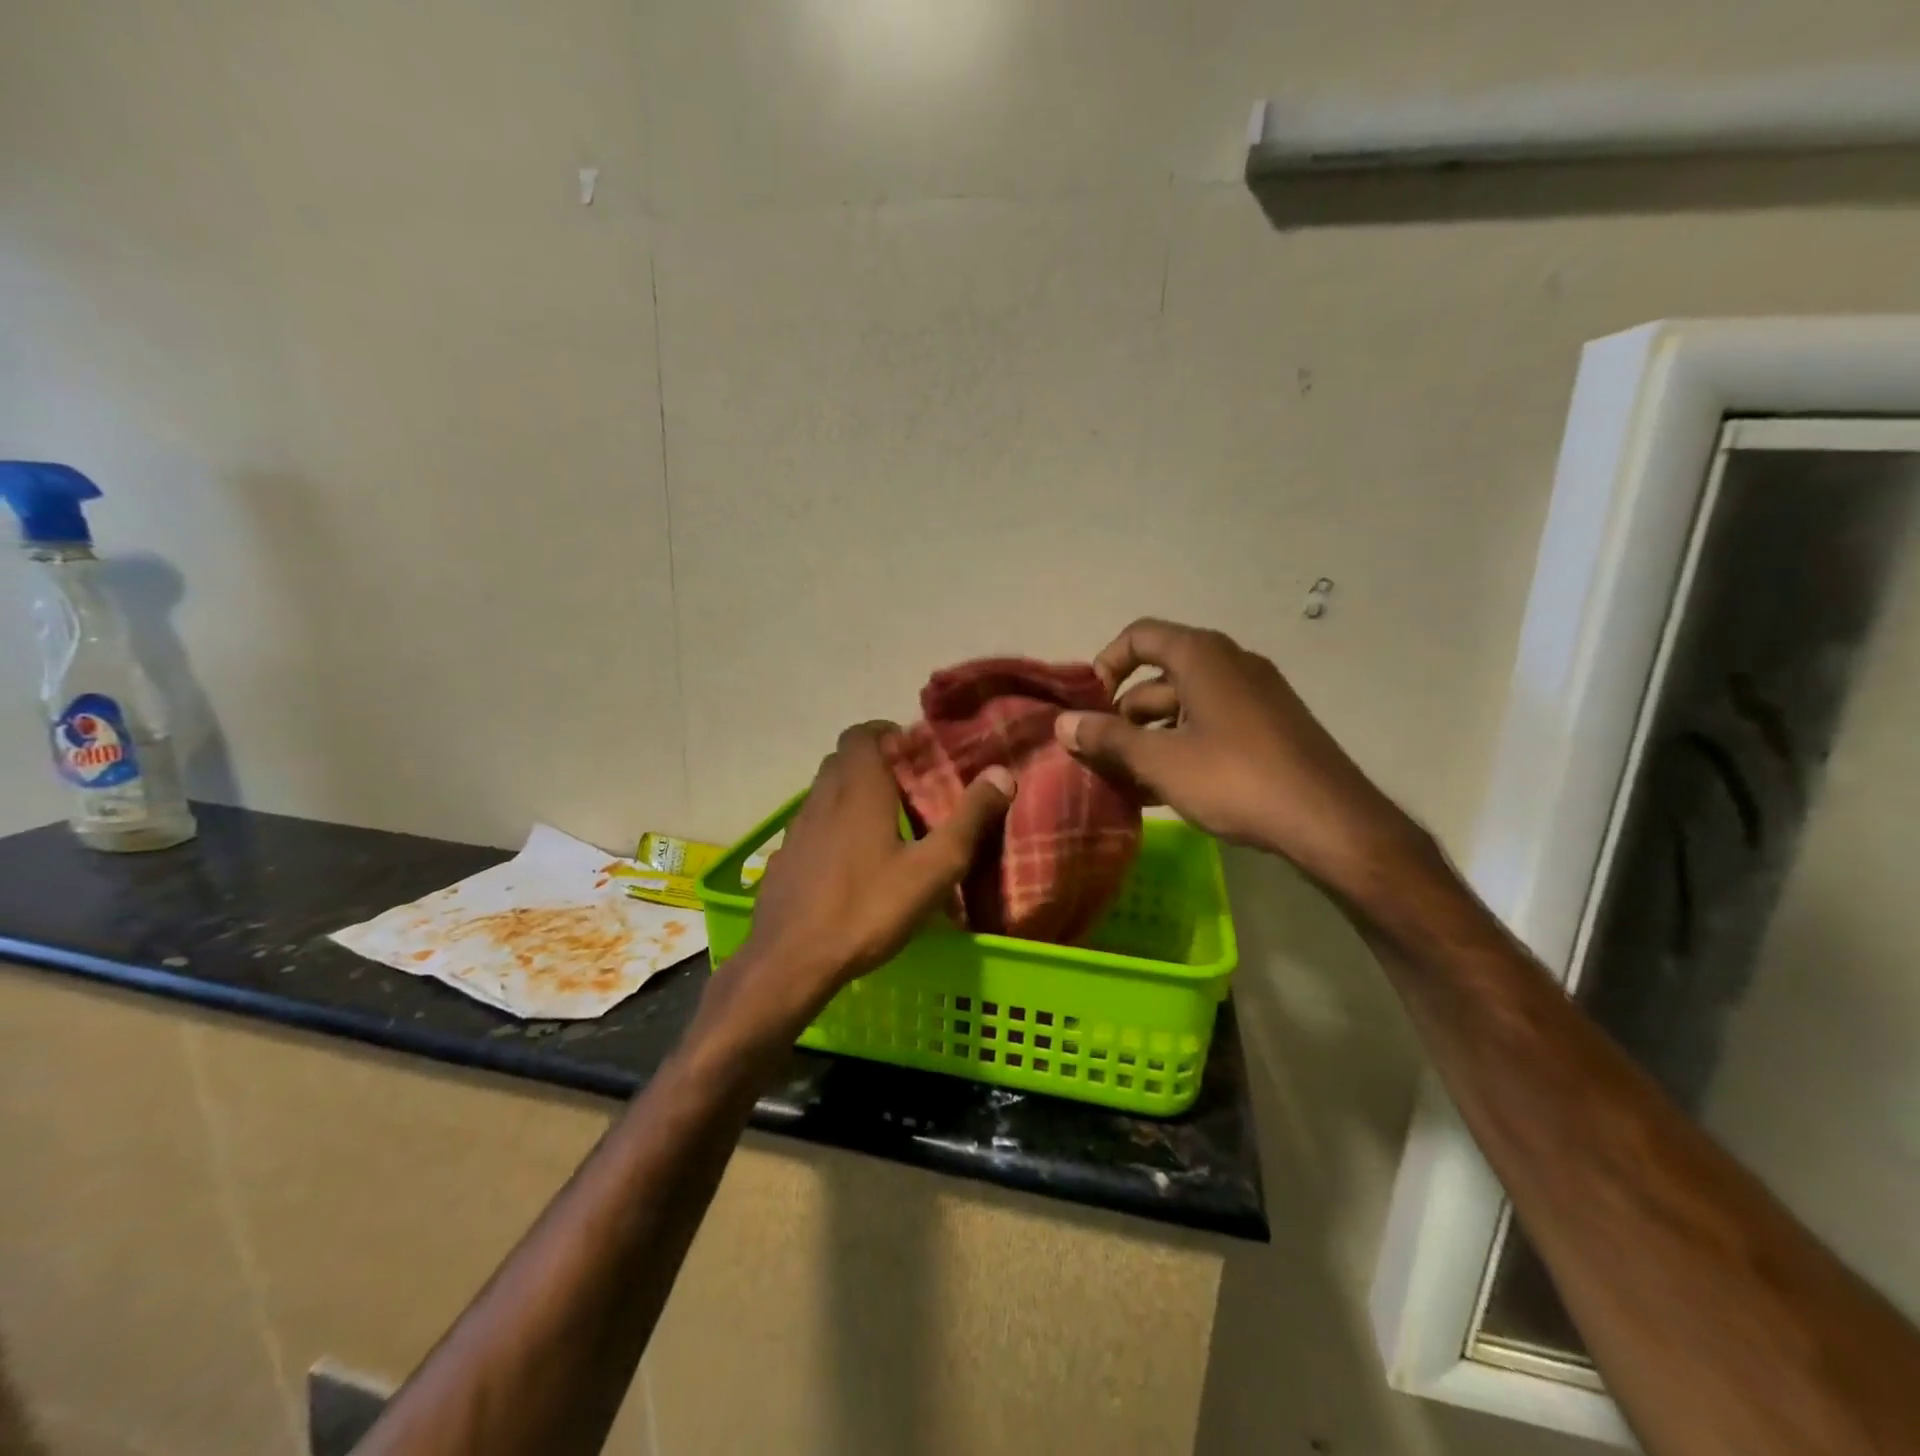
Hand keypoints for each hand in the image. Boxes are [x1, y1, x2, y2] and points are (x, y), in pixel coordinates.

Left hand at [708, 723, 1014, 1039]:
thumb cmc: (867, 909)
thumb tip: (1001, 774)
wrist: (790, 961)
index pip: (861, 734)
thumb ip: (969, 819)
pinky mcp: (783, 859)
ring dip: (850, 795)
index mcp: (857, 789)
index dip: (885, 733)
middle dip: (873, 763)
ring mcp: (796, 829)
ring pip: (824, 793)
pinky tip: (850, 863)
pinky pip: (811, 826)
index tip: (913, 753)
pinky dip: (832, 827)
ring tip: (884, 825)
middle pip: (842, 760)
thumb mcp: (933, 869)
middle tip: (907, 787)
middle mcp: (821, 798)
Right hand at [1055, 619, 1427, 894]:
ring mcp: (1255, 696)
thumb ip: (1107, 739)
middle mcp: (1230, 663)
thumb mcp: (1160, 760)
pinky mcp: (1270, 727)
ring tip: (1124, 781)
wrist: (1329, 821)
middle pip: (1159, 677)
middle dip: (1123, 715)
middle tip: (1099, 756)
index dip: (1105, 664)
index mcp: (1202, 655)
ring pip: (1184, 707)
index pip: (1139, 636)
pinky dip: (1181, 747)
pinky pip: (1211, 726)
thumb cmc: (1235, 778)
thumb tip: (1063, 724)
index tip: (1089, 706)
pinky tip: (1163, 790)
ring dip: (1149, 738)